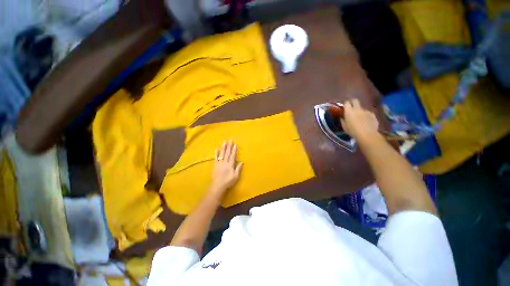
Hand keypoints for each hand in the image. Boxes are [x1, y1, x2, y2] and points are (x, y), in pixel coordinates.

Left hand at [210, 141, 242, 196]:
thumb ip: (238, 168)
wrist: (218, 185)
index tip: (234, 144)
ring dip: (223, 148)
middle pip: (227, 153)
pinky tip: (216, 149)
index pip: (232, 155)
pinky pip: (216, 158)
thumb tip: (242, 162)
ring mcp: (219, 163)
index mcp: (230, 164)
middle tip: (230, 140)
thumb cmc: (228, 181)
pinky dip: (216, 153)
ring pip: (221, 154)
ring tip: (224, 142)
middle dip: (229, 146)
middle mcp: (225, 162)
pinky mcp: (215, 165)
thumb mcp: (236, 176)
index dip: (234, 150)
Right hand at [340, 99, 378, 140]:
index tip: (345, 108)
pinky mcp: (373, 114)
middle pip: (355, 101)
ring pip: (362, 108)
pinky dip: (366, 116)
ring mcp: (366, 111)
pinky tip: (366, 122)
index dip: (346, 104)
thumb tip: (342, 117)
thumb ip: (343, 120)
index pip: (346, 103)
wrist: (367, 134)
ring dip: (360, 111)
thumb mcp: (344, 127)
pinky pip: (368, 113)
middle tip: (351, 109)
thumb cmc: (352, 131)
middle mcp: (357, 109)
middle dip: (353, 103)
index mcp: (349, 111)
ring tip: (360, 119)